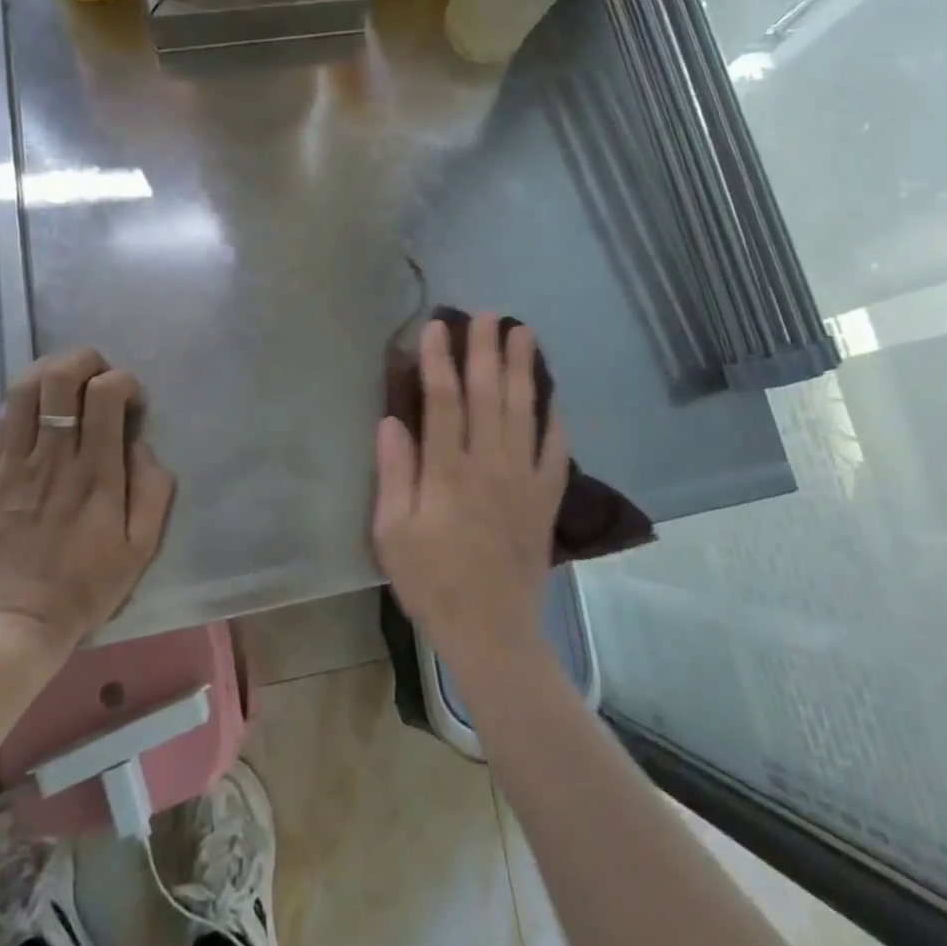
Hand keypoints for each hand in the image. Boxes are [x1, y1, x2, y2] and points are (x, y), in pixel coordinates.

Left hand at [0, 348, 175, 658]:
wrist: (15, 623)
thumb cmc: (86, 586)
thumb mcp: (142, 547)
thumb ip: (153, 488)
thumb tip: (140, 444)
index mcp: (97, 473)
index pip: (106, 394)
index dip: (123, 381)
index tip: (131, 402)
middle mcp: (55, 458)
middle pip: (60, 378)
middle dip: (85, 360)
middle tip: (98, 378)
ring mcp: (15, 464)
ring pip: (24, 390)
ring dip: (49, 371)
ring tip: (66, 384)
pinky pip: (0, 419)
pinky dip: (21, 400)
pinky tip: (37, 411)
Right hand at [373, 314, 569, 672]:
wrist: (491, 631)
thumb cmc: (431, 582)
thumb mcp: (392, 535)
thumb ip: (394, 475)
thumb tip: (391, 421)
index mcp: (448, 473)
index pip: (443, 402)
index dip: (439, 361)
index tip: (437, 326)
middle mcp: (489, 465)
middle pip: (489, 395)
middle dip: (486, 351)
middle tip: (487, 314)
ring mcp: (523, 480)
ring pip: (524, 412)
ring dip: (523, 369)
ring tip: (523, 333)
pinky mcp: (546, 499)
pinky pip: (555, 450)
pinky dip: (554, 419)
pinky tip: (553, 395)